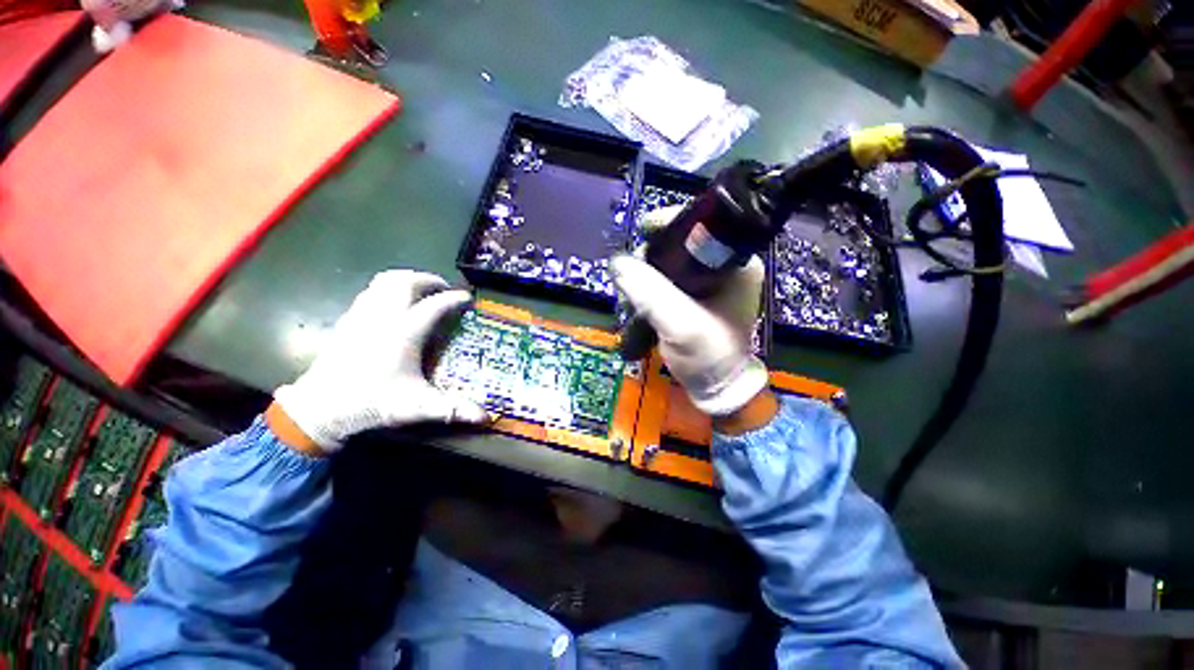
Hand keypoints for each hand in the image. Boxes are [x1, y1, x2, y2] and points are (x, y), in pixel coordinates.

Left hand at [272, 270, 487, 452]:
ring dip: (407, 279)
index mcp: (404, 333)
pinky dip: (388, 288)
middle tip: (444, 289)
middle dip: (429, 280)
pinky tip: (393, 303)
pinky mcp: (348, 319)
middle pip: (407, 282)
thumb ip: (453, 408)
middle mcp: (384, 317)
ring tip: (422, 290)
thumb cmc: (373, 403)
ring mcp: (363, 315)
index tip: (468, 298)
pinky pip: (371, 290)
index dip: (454, 299)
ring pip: (385, 281)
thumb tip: (486, 417)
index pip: (435, 305)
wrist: (320, 407)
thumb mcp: (417, 407)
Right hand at [611, 207, 770, 419]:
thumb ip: (649, 292)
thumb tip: (617, 262)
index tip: (643, 231)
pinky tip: (636, 298)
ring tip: (630, 291)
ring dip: (646, 273)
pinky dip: (648, 285)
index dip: (670, 224)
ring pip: (669, 263)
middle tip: (631, 273)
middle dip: (651, 255)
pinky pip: (666, 280)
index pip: (702, 226)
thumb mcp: (680, 324)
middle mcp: (724, 268)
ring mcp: (708, 283)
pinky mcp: (693, 298)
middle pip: (680, 244)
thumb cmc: (707, 356)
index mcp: (735, 265)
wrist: (714, 388)